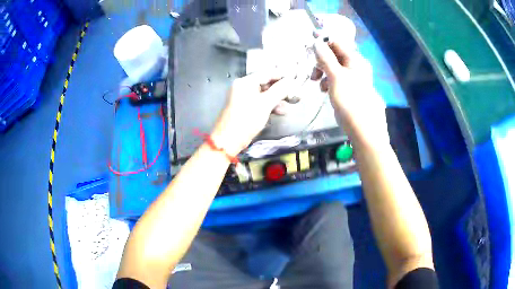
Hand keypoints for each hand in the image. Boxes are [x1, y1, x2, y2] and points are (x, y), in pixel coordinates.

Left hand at [211, 72, 293, 155]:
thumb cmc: (245, 120)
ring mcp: (243, 98)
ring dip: (276, 100)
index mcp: (245, 82)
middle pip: (265, 84)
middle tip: (292, 95)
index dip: (281, 77)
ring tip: (286, 107)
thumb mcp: (265, 104)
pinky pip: (259, 103)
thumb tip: (290, 81)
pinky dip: (269, 106)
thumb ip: (279, 90)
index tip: (293, 81)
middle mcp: (242, 87)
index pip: (266, 74)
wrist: (229, 140)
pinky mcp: (244, 108)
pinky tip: (278, 112)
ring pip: (263, 95)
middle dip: (279, 91)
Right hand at [311, 38, 388, 145]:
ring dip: (323, 72)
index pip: (337, 42)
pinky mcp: (351, 88)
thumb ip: (326, 58)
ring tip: (317, 83)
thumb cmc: (350, 101)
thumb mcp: (336, 77)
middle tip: (312, 71)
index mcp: (355, 59)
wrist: (364, 129)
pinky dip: (329, 81)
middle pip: (335, 55)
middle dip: (321, 60)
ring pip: (335, 67)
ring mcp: (354, 77)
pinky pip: (337, 78)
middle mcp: (356, 66)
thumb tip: (316, 41)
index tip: (309, 45)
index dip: (323, 41)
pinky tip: (324, 89)